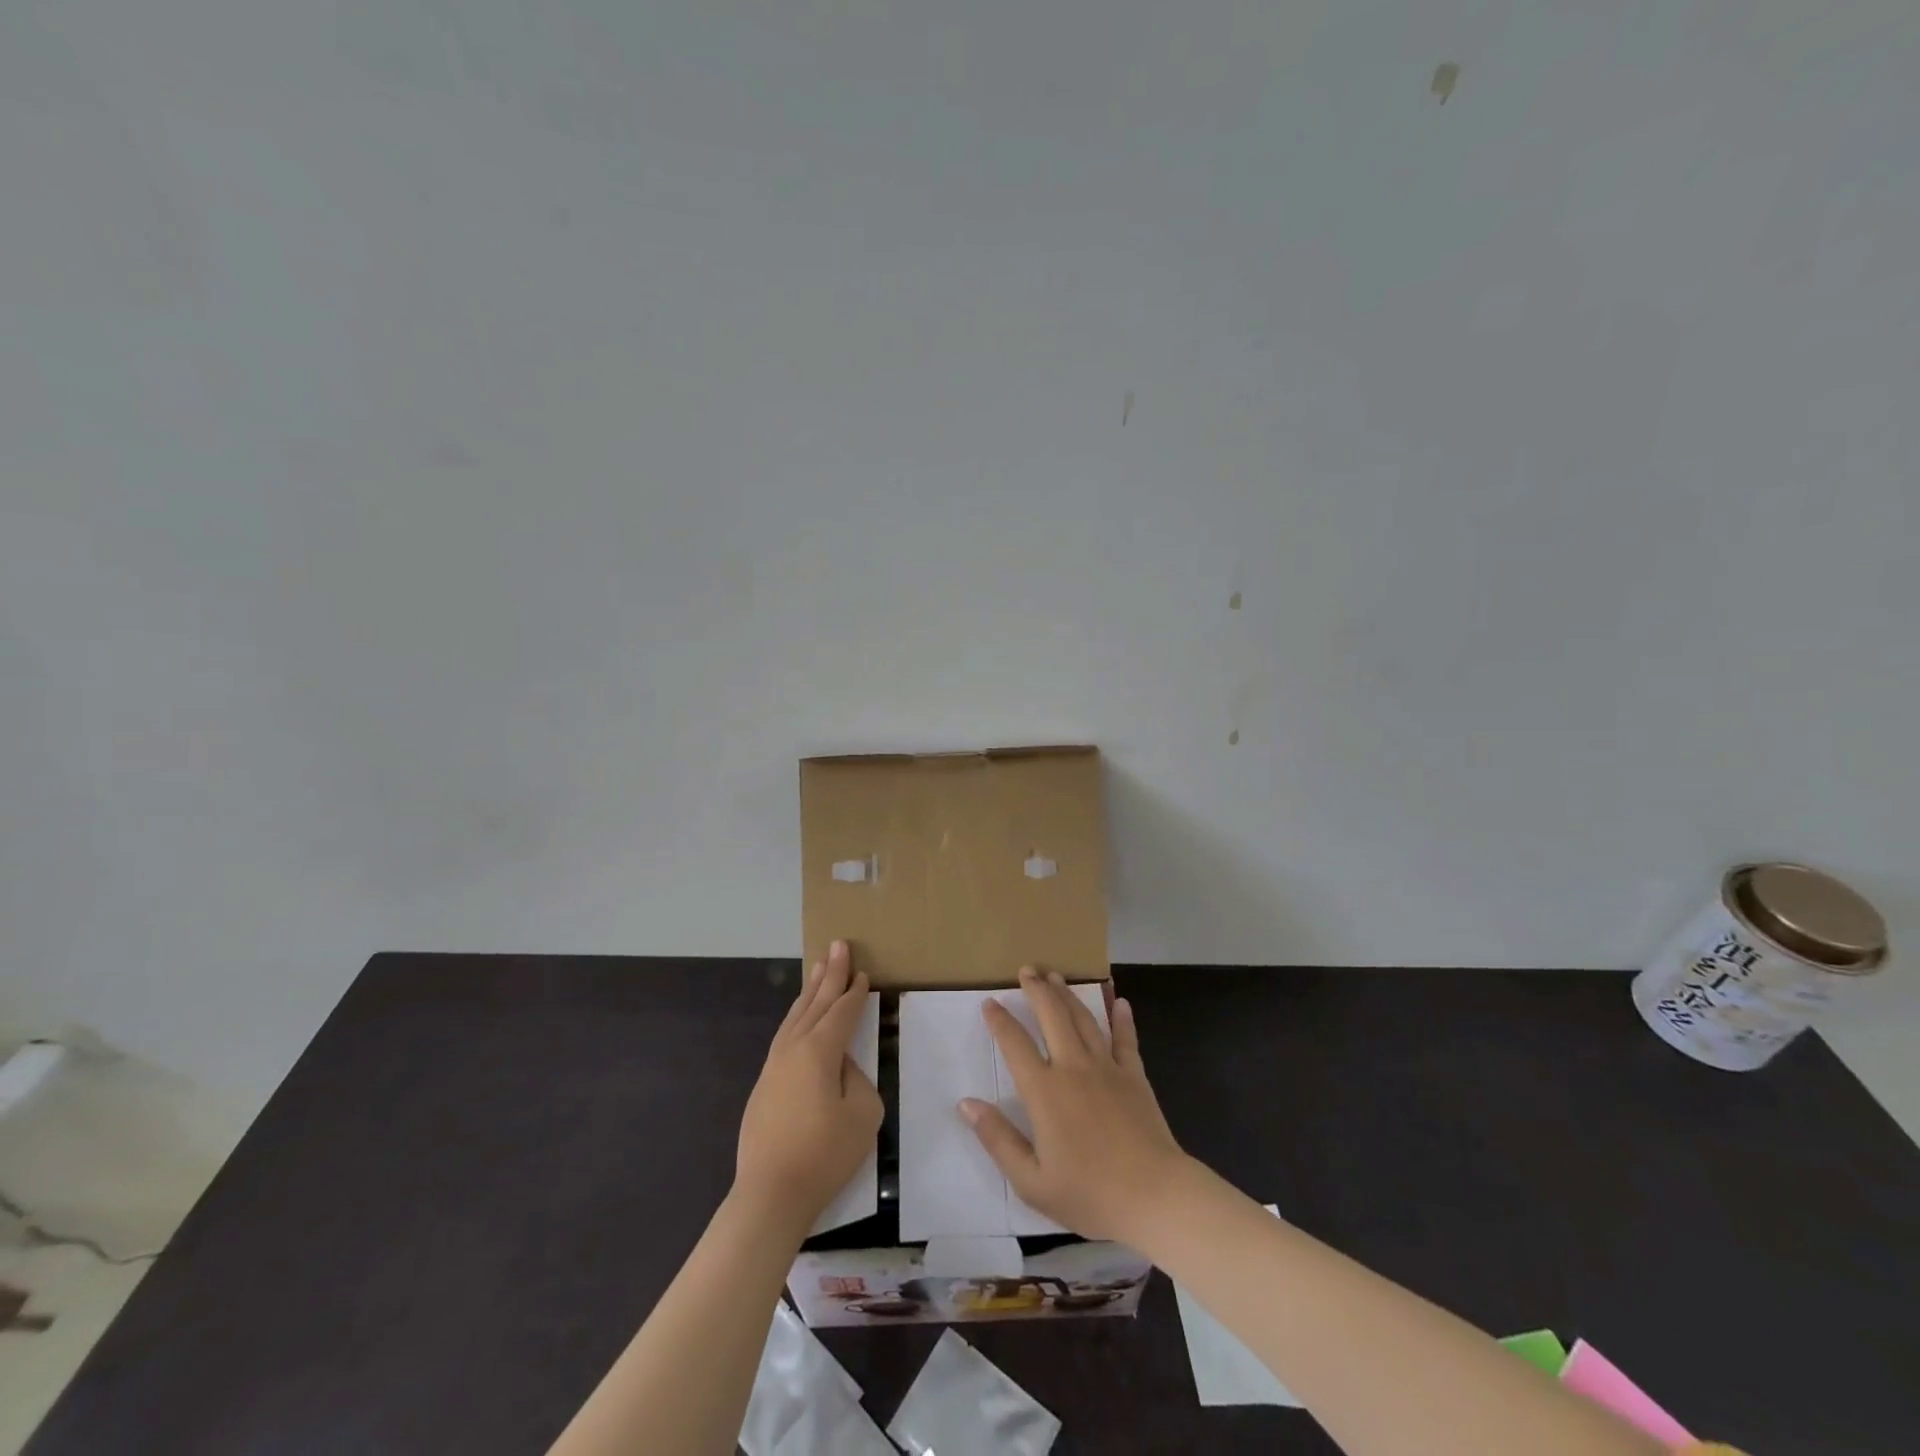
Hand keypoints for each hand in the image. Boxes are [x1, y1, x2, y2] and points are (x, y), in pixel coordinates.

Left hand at [734, 941, 882, 1227]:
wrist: (770, 1194)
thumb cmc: (824, 1155)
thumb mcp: (863, 1115)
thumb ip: (858, 1078)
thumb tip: (842, 1065)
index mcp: (820, 1051)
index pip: (842, 1012)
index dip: (855, 992)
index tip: (863, 972)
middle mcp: (793, 1048)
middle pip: (816, 1003)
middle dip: (830, 974)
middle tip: (838, 945)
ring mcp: (774, 1065)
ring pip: (796, 1016)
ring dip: (811, 990)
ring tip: (819, 967)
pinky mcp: (764, 1084)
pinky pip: (785, 1034)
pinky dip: (797, 1015)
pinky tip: (801, 1015)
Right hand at [960, 967, 1190, 1242]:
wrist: (1155, 1197)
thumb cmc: (1090, 1194)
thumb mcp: (1032, 1181)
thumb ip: (998, 1139)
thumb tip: (966, 1103)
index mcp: (1044, 1092)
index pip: (1015, 1045)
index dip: (1000, 1021)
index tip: (990, 1002)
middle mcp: (1073, 1068)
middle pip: (1052, 1017)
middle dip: (1037, 990)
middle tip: (1027, 969)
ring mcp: (1107, 1068)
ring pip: (1084, 1020)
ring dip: (1068, 996)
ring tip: (1056, 976)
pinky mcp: (1134, 1076)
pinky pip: (1126, 1040)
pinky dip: (1122, 1019)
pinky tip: (1119, 1002)